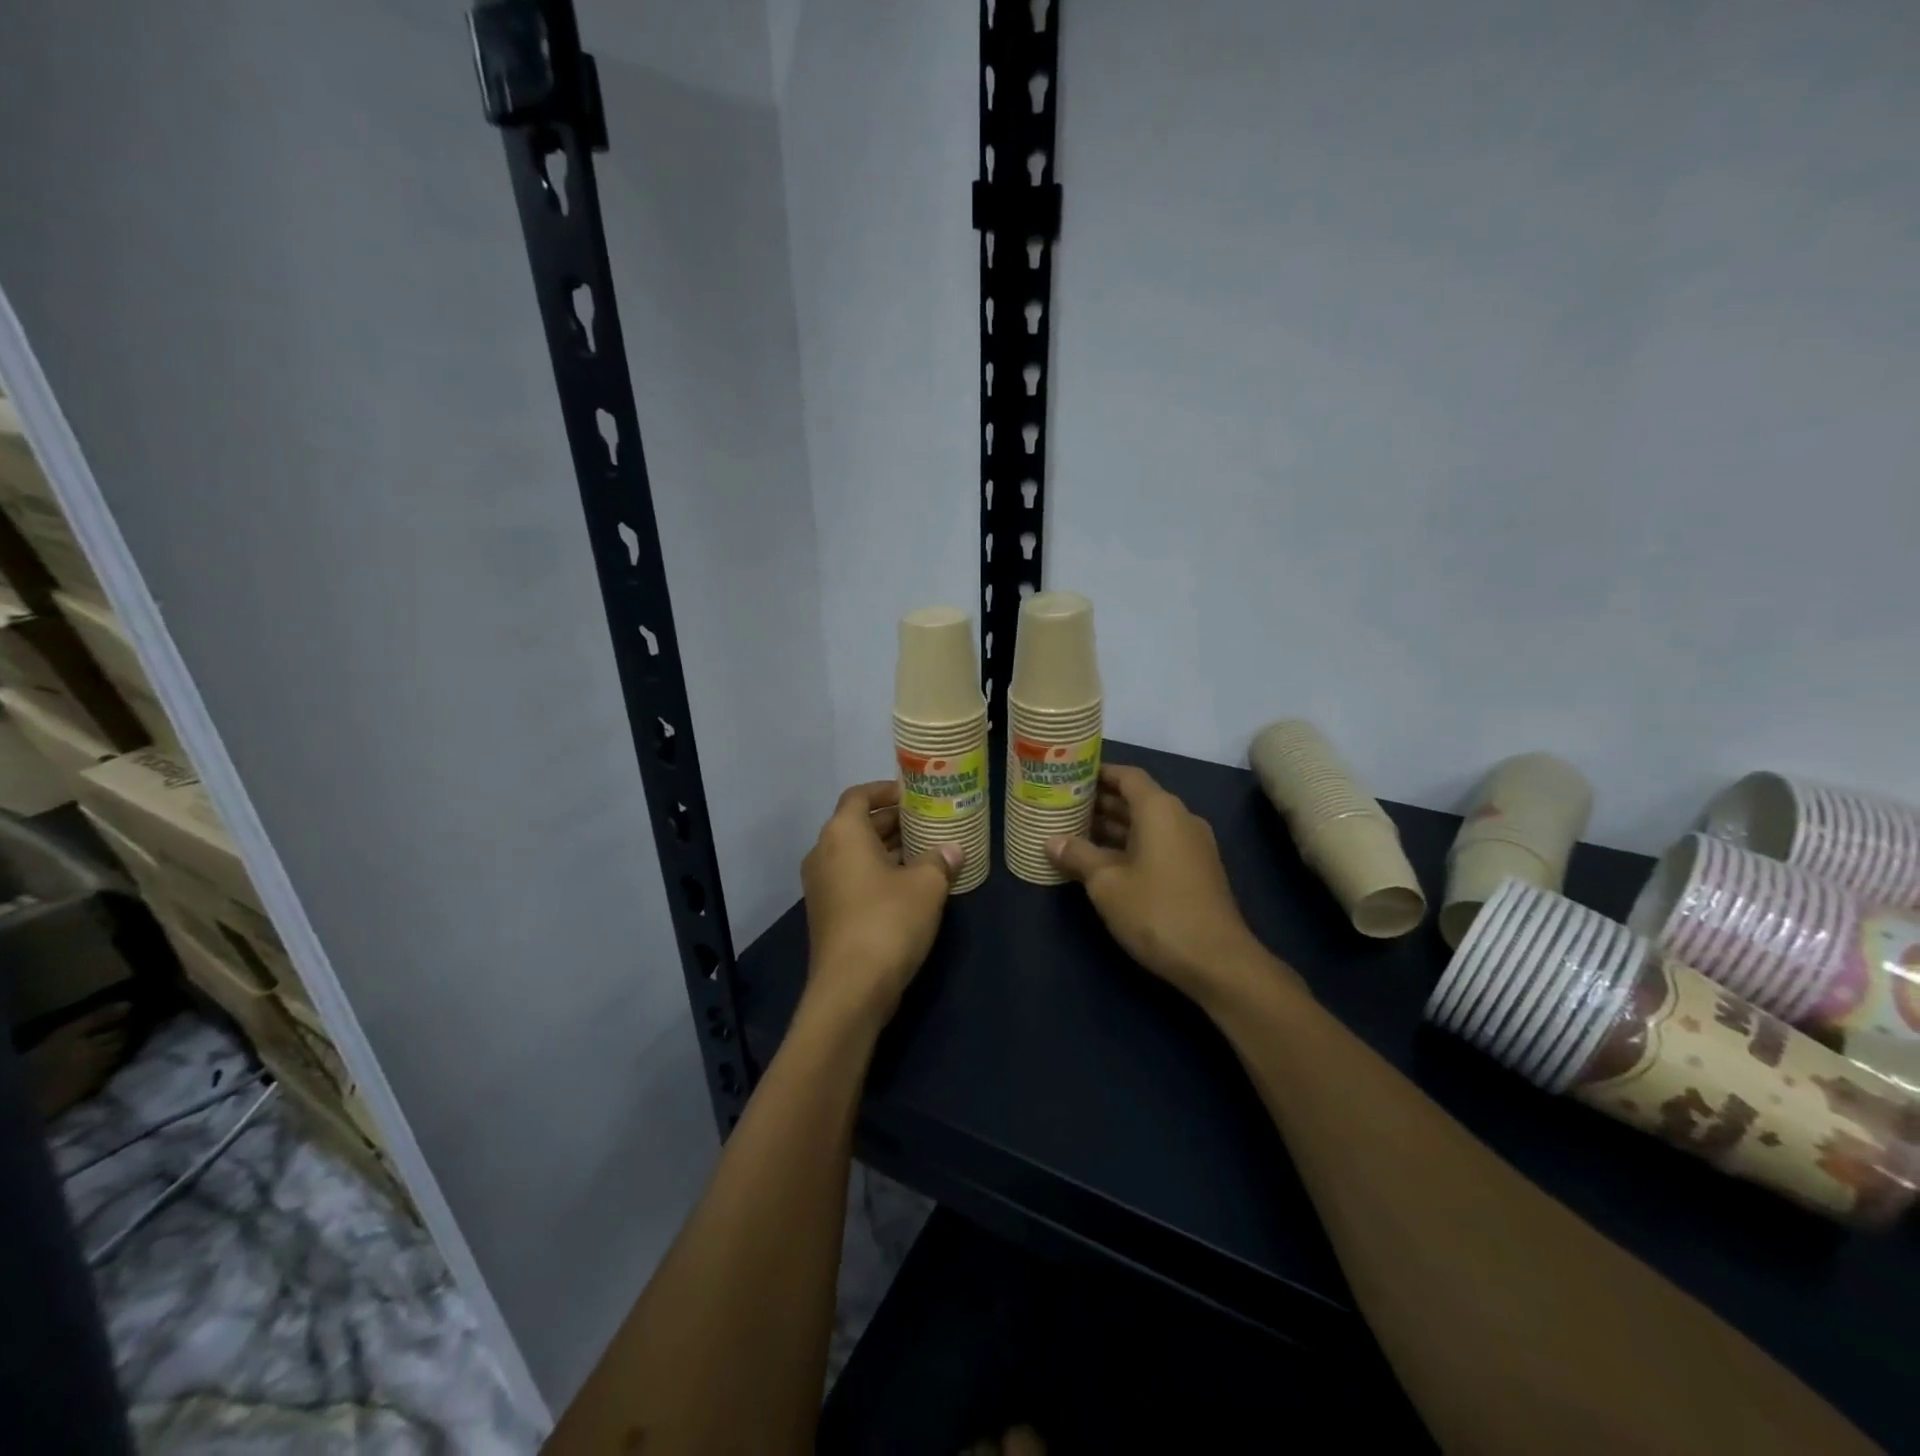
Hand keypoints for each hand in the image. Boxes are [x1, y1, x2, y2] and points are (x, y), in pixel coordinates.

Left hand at [801, 780, 961, 1028]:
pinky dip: (877, 872)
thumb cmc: (888, 921)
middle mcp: (824, 853)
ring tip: (925, 851)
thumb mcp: (926, 886)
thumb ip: (940, 861)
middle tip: (928, 821)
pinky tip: (909, 885)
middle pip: (857, 824)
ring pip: (855, 853)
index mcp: (843, 833)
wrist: (851, 988)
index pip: (859, 795)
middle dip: (892, 820)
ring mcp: (821, 886)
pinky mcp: (826, 913)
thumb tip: (953, 850)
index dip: (886, 790)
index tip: (914, 795)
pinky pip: (852, 878)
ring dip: (887, 848)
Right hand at [1046, 765, 1291, 1006]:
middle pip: (1136, 799)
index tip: (1069, 776)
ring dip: (1113, 827)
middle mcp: (1179, 819)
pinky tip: (1102, 863)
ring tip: (1074, 833)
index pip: (1127, 776)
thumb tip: (1051, 841)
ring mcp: (1192, 846)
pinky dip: (1130, 846)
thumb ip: (1078, 855)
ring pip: (1146, 825)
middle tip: (1063, 806)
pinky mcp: (1195, 871)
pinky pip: (1157, 845)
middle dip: (1100, 802)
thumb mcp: (1106, 883)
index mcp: (1160, 810)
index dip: (1098, 773)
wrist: (1216, 961)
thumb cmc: (1156, 911)